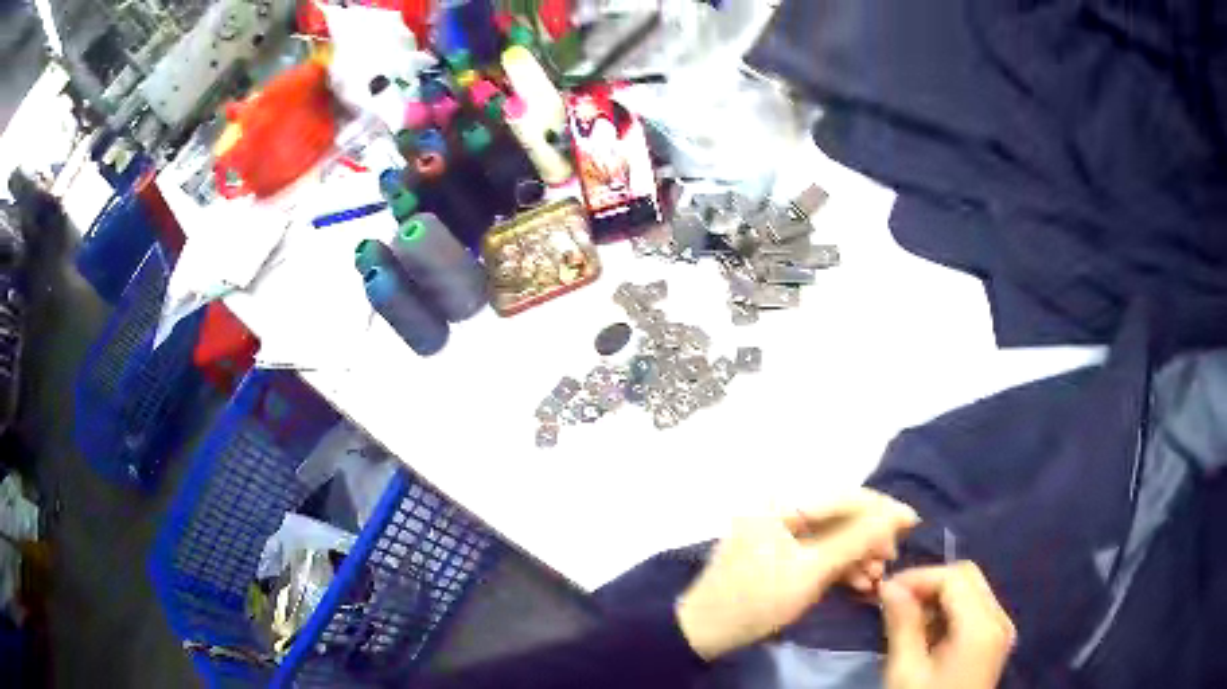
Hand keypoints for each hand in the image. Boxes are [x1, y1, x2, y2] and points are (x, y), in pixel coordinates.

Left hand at [676, 490, 919, 660]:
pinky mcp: (780, 555)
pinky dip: (839, 567)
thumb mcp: (810, 571)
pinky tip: (859, 583)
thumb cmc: (755, 600)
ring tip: (875, 578)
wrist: (704, 633)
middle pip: (839, 517)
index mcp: (781, 504)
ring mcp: (779, 534)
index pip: (843, 497)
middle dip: (868, 539)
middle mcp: (780, 510)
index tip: (913, 522)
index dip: (881, 508)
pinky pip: (818, 553)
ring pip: (832, 537)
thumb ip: (856, 540)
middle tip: (888, 560)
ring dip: (857, 556)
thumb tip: (898, 514)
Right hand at [880, 563, 1016, 688]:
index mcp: (981, 626)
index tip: (884, 591)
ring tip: (906, 618)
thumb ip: (902, 625)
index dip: (918, 577)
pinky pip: (975, 608)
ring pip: (971, 589)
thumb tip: (889, 587)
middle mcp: (999, 618)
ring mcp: (1001, 629)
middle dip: (929, 583)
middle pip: (967, 577)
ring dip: (938, 596)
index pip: (954, 577)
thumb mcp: (905, 672)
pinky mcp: (996, 640)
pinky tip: (927, 631)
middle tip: (894, 602)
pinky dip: (949, 610)